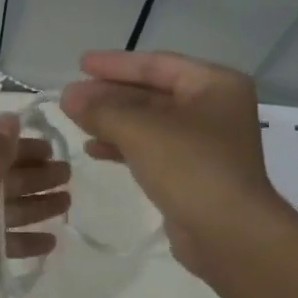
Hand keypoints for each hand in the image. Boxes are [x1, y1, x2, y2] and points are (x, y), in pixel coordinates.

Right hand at [60, 50, 283, 274]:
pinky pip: (152, 149)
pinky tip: (94, 150)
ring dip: (113, 121)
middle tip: (71, 96)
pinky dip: (124, 146)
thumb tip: (68, 95)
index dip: (115, 64)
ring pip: (150, 123)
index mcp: (214, 84)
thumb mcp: (140, 130)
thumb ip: (101, 109)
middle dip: (110, 95)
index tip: (80, 64)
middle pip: (152, 93)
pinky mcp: (193, 173)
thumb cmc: (191, 168)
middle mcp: (214, 108)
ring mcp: (205, 143)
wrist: (229, 234)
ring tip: (76, 122)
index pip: (157, 64)